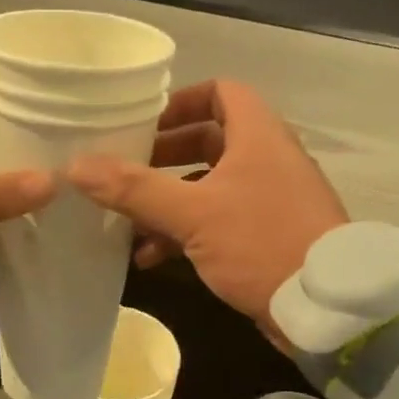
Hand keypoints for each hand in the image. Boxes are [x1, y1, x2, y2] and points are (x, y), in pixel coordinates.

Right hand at [67, 80, 346, 335]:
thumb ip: (134, 190)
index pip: (221, 93)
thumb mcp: (193, 214)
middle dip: (163, 158)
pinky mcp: (266, 236)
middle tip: (125, 171)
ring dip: (168, 202)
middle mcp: (266, 159)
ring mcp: (268, 200)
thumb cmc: (261, 242)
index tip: (143, 124)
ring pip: (209, 187)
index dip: (180, 102)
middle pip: (209, 142)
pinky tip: (152, 258)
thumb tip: (76, 166)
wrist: (323, 306)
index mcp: (258, 135)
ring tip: (128, 224)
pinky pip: (218, 222)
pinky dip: (186, 233)